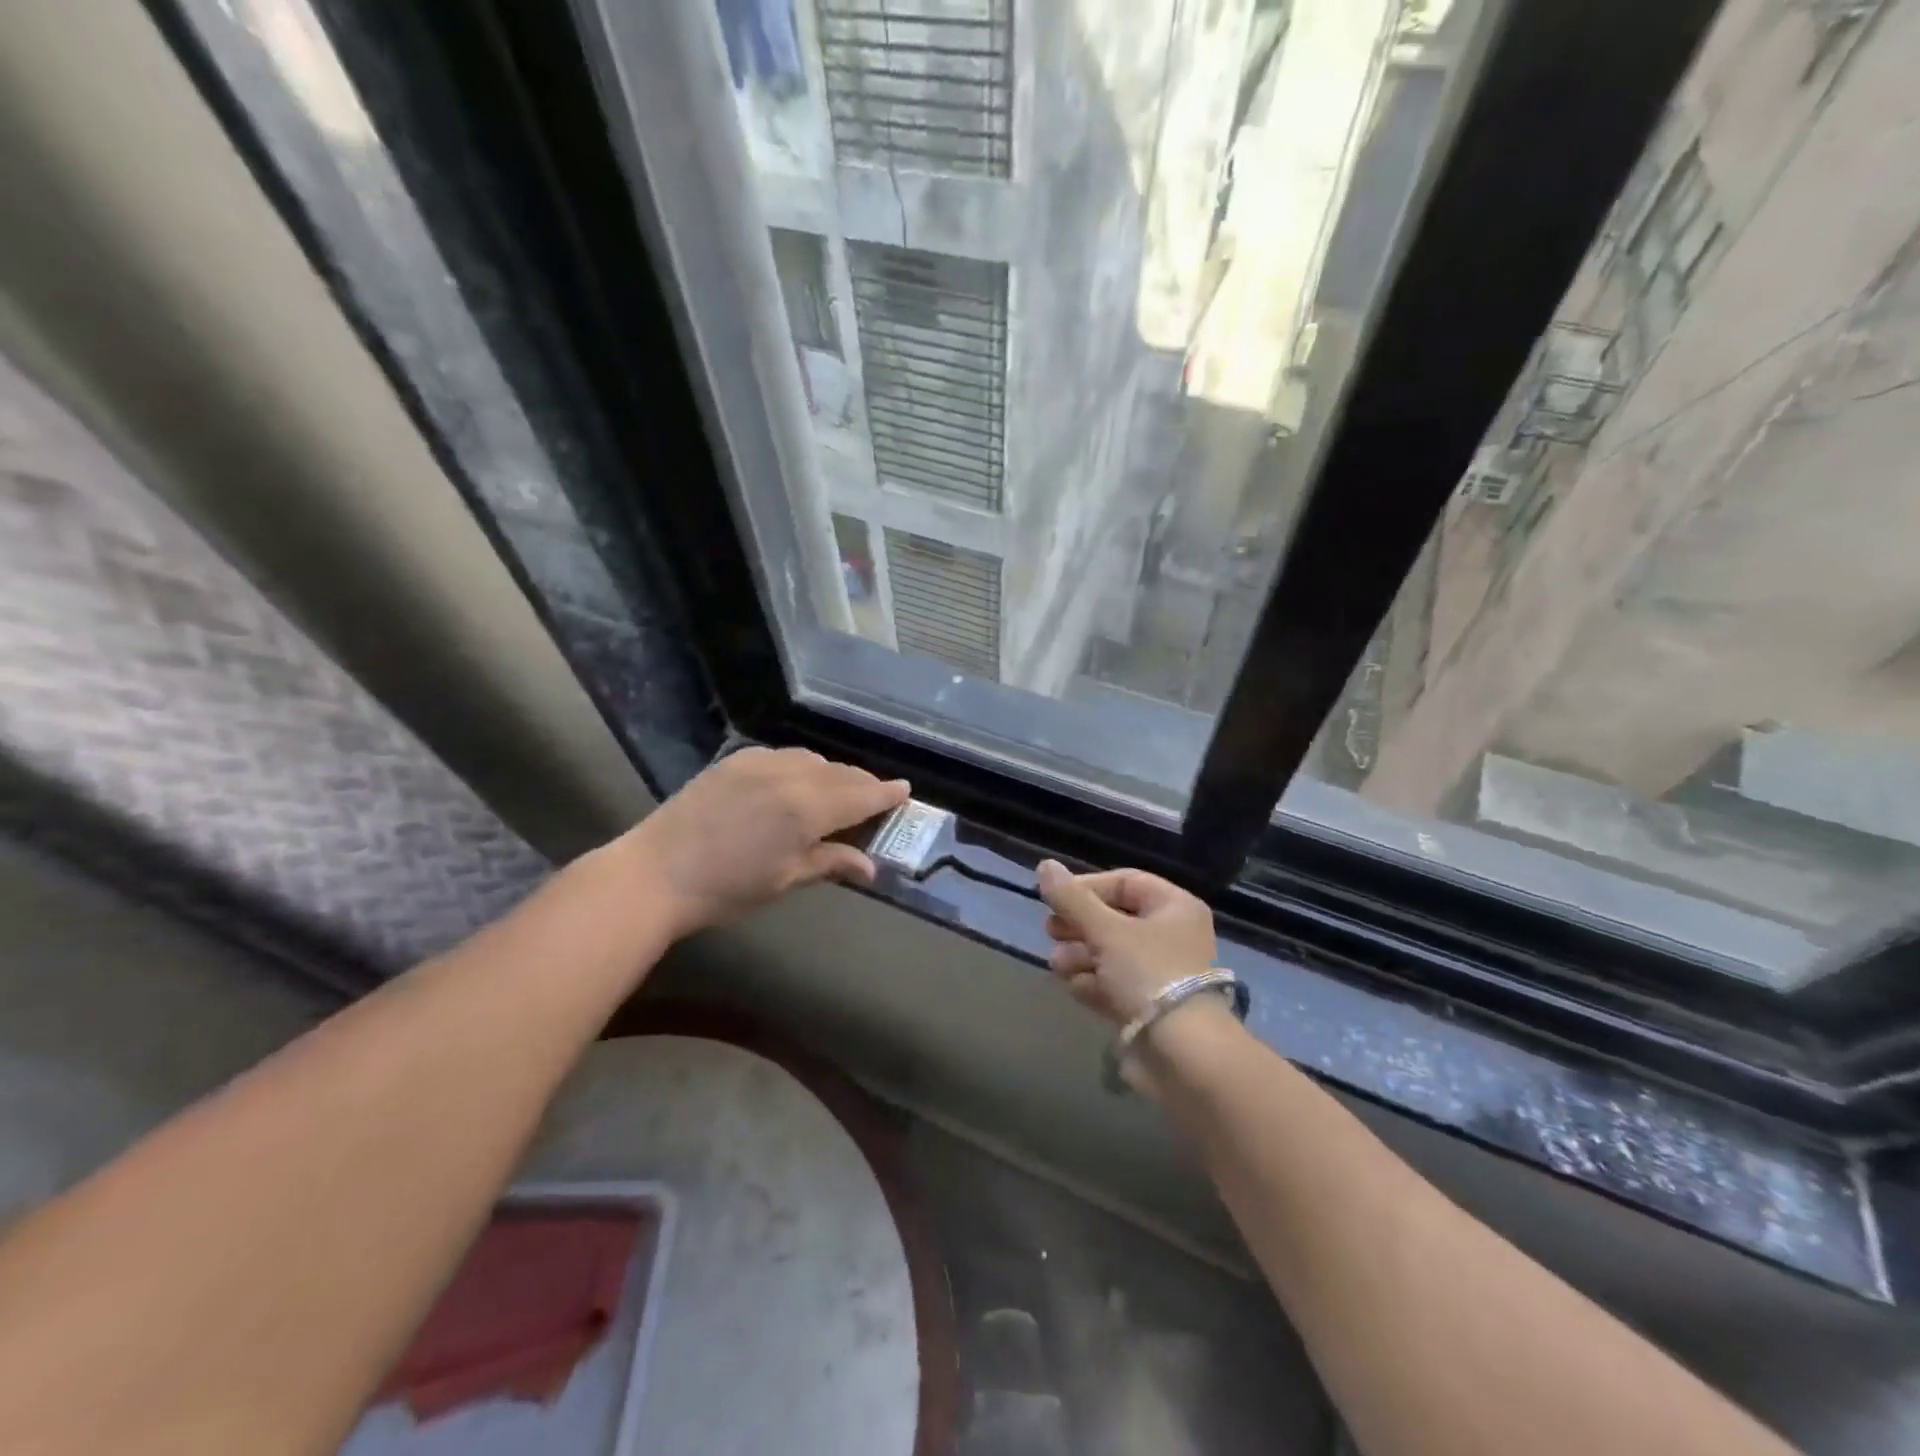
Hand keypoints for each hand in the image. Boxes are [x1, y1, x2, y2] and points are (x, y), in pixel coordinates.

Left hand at [624, 747, 909, 937]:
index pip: (860, 796)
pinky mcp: (735, 760)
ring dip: (833, 773)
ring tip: (838, 791)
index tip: (906, 790)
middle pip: (841, 773)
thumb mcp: (783, 880)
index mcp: (806, 809)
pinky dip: (802, 766)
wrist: (654, 873)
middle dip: (863, 784)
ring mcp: (760, 762)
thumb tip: (870, 866)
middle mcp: (790, 775)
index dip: (886, 794)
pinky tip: (797, 782)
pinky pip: (783, 755)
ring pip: (813, 759)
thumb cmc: (725, 889)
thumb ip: (829, 863)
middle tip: (877, 796)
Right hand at [1036, 860, 1216, 1025]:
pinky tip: (1074, 987)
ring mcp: (1160, 973)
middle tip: (1049, 931)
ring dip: (1079, 955)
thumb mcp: (1106, 931)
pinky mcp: (1148, 1006)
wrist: (1183, 1055)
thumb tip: (1044, 865)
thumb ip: (1072, 900)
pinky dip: (1092, 983)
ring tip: (1057, 964)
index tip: (1055, 900)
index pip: (1125, 882)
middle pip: (1114, 918)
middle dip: (1079, 925)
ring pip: (1110, 953)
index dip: (1087, 887)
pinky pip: (1113, 984)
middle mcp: (1171, 935)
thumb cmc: (1149, 975)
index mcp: (1174, 907)